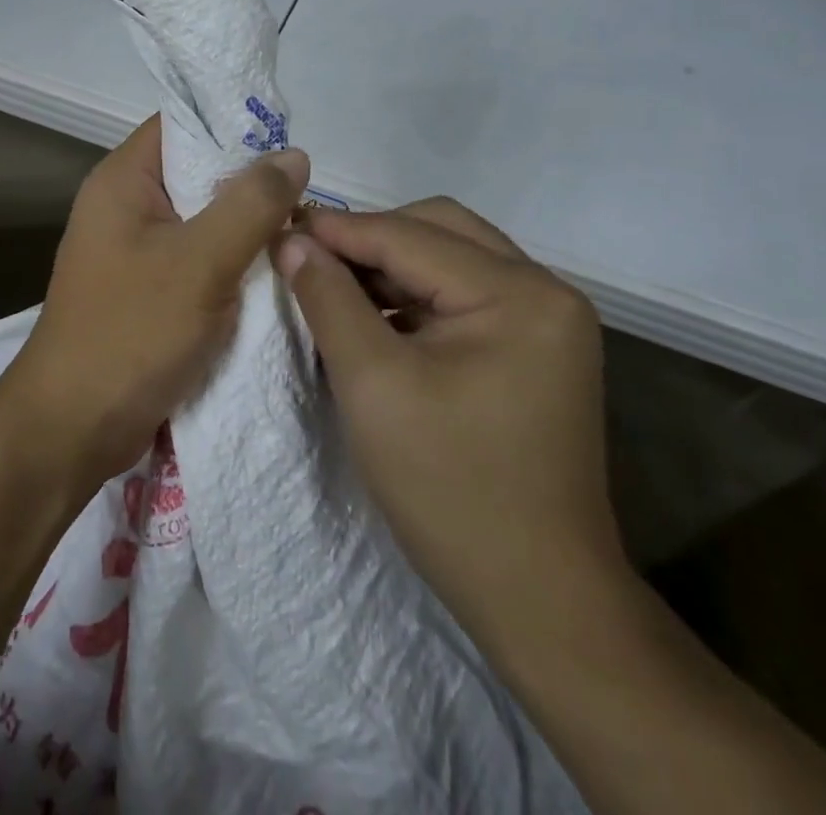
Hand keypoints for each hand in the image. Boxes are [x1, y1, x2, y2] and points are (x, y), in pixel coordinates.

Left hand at [0, 115, 309, 495]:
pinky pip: (199, 259)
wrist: (72, 430)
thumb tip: (294, 154)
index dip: (234, 124)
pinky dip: (233, 262)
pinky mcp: (148, 289)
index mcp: (123, 180)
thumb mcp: (200, 263)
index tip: (289, 142)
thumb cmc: (131, 333)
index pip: (183, 124)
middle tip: (310, 196)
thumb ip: (251, 205)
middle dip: (252, 183)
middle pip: (198, 172)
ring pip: (204, 219)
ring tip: (303, 232)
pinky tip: (275, 273)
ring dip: (247, 227)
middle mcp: (126, 205)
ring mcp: (135, 250)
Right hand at [276, 199, 621, 633]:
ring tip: (333, 285)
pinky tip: (374, 317)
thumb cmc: (449, 489)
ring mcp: (548, 320)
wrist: (539, 599)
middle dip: (370, 238)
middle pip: (440, 230)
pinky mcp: (537, 348)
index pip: (410, 236)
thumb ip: (329, 300)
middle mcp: (546, 290)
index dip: (338, 229)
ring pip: (452, 258)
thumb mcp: (372, 385)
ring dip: (391, 265)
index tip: (278, 227)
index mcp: (519, 293)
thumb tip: (293, 240)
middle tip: (310, 257)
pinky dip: (416, 295)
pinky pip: (464, 295)